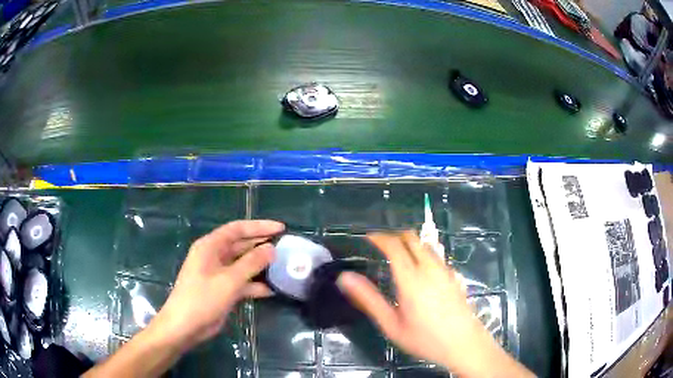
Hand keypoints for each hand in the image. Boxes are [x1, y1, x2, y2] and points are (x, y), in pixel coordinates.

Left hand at [150, 220, 283, 349]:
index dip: (259, 226)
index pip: (237, 229)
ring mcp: (218, 274)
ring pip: (243, 264)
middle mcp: (214, 256)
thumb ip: (251, 263)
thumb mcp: (229, 280)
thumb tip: (271, 248)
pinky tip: (272, 290)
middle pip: (241, 245)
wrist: (185, 326)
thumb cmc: (203, 298)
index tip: (281, 228)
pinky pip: (242, 282)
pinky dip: (255, 285)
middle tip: (285, 246)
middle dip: (261, 244)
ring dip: (260, 265)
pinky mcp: (222, 289)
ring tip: (282, 266)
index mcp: (210, 246)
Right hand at [337, 231, 531, 376]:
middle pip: (412, 238)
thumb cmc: (425, 338)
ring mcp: (445, 270)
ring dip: (410, 243)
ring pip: (426, 244)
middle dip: (395, 236)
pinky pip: (436, 255)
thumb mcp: (391, 324)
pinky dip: (423, 253)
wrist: (464, 344)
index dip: (379, 237)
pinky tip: (420, 272)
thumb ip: (368, 300)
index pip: (394, 245)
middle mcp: (430, 267)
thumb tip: (345, 278)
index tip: (367, 238)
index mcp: (411, 278)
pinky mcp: (454, 276)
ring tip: (397, 256)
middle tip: (380, 246)